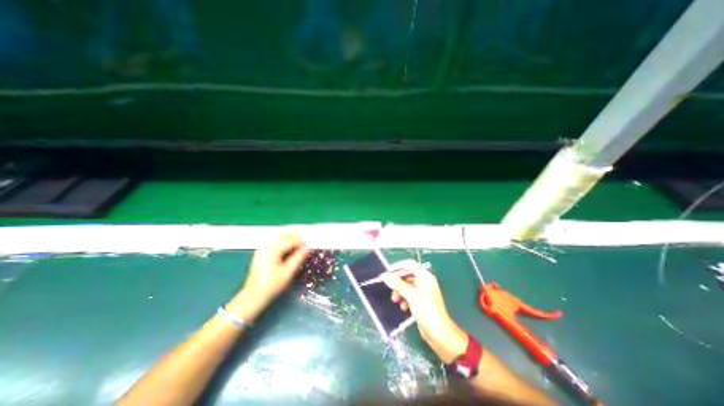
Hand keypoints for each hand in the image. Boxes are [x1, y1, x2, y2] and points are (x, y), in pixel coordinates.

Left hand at [227, 234, 308, 322]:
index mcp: (272, 250)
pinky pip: (274, 242)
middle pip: (283, 234)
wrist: (253, 297)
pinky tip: (289, 250)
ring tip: (298, 247)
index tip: (309, 247)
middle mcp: (266, 246)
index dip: (302, 242)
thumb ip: (298, 257)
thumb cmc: (272, 286)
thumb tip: (308, 247)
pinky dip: (283, 242)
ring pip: (279, 237)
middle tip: (305, 244)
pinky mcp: (261, 253)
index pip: (291, 240)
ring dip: (290, 238)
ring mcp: (262, 249)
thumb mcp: (288, 272)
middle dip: (295, 237)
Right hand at [380, 262, 465, 363]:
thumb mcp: (411, 296)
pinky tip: (403, 307)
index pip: (410, 265)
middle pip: (407, 275)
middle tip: (389, 288)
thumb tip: (385, 276)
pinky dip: (404, 298)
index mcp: (425, 277)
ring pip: (407, 286)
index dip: (398, 266)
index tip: (388, 272)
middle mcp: (424, 282)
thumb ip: (398, 285)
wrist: (440, 334)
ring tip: (395, 300)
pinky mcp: (420, 301)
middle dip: (398, 282)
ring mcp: (423, 291)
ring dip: (399, 291)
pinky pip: (409, 295)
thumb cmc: (427, 311)